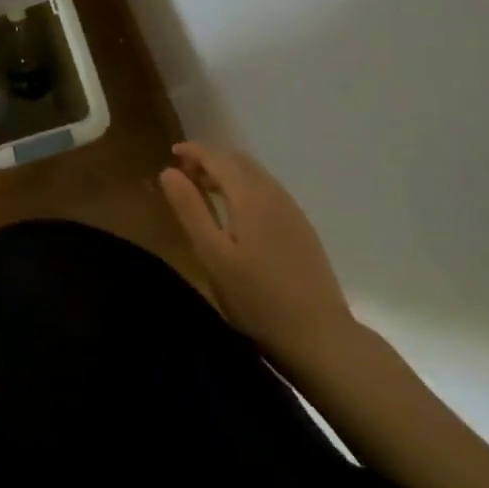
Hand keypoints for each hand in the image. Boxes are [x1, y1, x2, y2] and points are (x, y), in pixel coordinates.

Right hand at [160, 142, 357, 370]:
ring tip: (205, 189)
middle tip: (184, 172)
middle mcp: (273, 193)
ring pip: (255, 174)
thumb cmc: (257, 298)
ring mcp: (292, 210)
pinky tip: (237, 212)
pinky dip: (245, 186)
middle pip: (238, 160)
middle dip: (210, 158)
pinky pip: (267, 190)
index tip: (171, 153)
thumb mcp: (213, 255)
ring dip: (228, 172)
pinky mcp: (301, 228)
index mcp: (250, 196)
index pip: (218, 157)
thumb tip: (168, 172)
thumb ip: (190, 209)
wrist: (320, 337)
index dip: (193, 151)